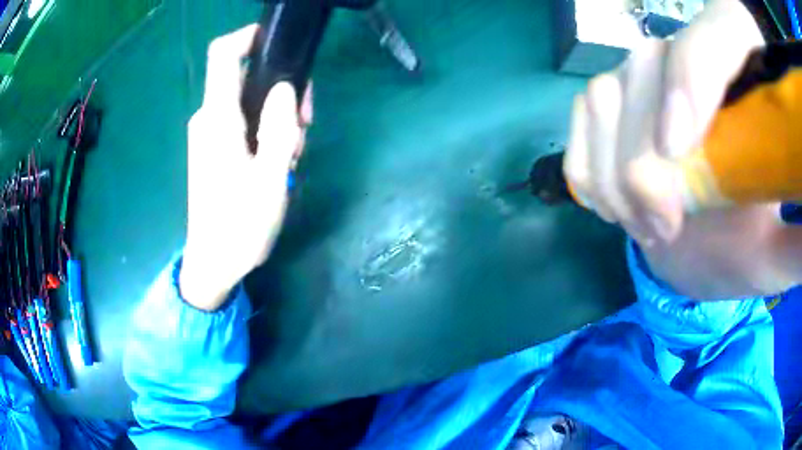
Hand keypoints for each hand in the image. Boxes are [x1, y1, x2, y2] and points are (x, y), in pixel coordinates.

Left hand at [180, 24, 312, 310]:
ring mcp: (209, 134)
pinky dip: (264, 130)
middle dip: (280, 89)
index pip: (223, 56)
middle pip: (245, 78)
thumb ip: (281, 127)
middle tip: (304, 126)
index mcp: (218, 119)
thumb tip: (286, 88)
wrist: (213, 262)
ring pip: (247, 101)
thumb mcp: (272, 177)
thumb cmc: (240, 225)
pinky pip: (242, 121)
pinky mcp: (213, 148)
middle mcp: (208, 119)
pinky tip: (278, 159)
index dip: (248, 37)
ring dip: (276, 116)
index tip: (279, 43)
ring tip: (293, 153)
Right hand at [563, 0, 762, 244]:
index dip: (695, 73)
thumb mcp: (778, 249)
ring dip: (614, 168)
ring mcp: (649, 74)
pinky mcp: (617, 96)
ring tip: (640, 224)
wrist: (705, 239)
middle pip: (651, 64)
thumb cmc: (745, 244)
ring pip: (607, 90)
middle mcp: (692, 54)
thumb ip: (798, 248)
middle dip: (647, 155)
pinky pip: (584, 115)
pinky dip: (588, 165)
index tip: (679, 148)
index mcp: (749, 74)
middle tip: (663, 227)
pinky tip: (610, 203)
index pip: (723, 26)